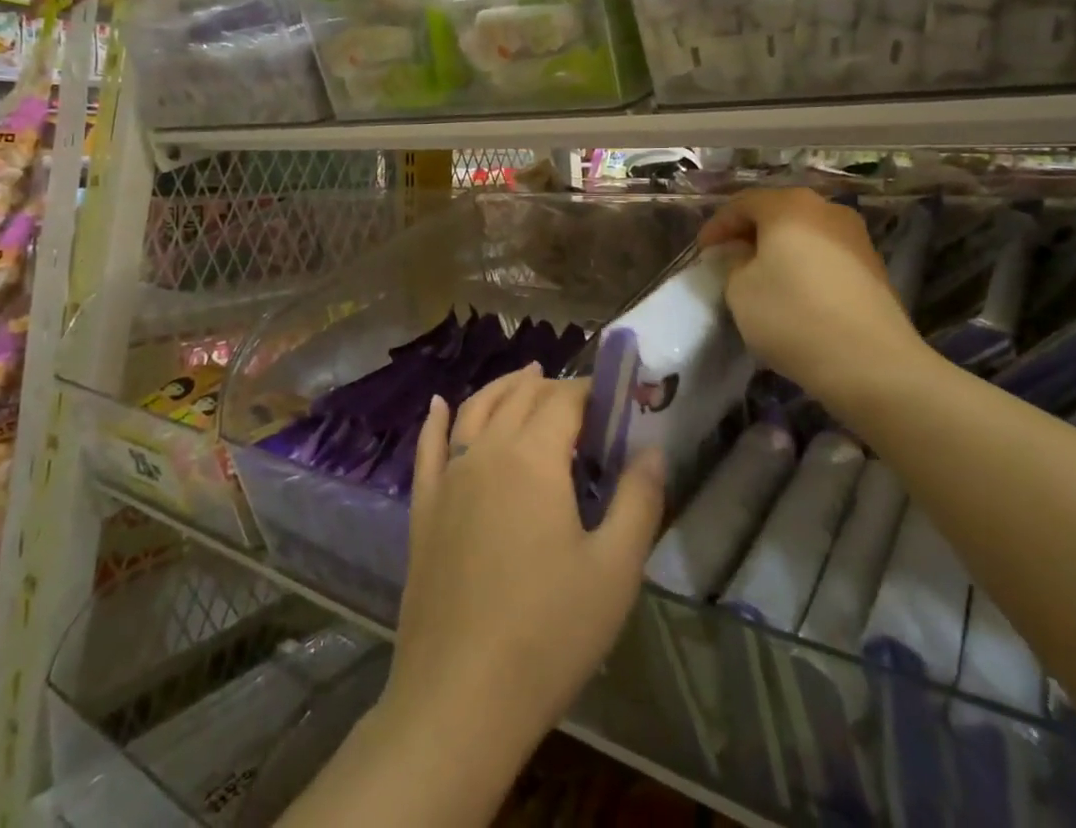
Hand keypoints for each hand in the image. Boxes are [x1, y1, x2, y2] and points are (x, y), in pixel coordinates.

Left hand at [380, 367, 664, 771]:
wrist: (459, 699)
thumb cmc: (548, 633)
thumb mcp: (614, 571)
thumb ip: (638, 501)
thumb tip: (652, 450)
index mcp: (533, 458)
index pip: (565, 400)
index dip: (593, 391)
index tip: (618, 399)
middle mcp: (486, 452)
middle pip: (521, 397)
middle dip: (553, 386)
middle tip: (582, 397)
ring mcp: (448, 478)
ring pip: (476, 410)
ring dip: (504, 387)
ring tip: (526, 376)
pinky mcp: (423, 509)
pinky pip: (428, 448)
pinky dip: (437, 419)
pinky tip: (440, 403)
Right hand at [698, 188, 927, 409]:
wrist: (872, 363)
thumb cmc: (793, 316)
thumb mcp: (740, 290)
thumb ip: (733, 263)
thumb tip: (743, 255)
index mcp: (789, 205)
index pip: (742, 204)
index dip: (717, 226)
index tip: (702, 252)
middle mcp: (826, 209)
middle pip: (777, 213)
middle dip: (749, 234)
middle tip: (729, 258)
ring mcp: (856, 237)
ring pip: (804, 233)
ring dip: (779, 249)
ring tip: (761, 277)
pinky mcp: (874, 267)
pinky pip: (826, 254)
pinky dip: (804, 265)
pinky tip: (795, 292)